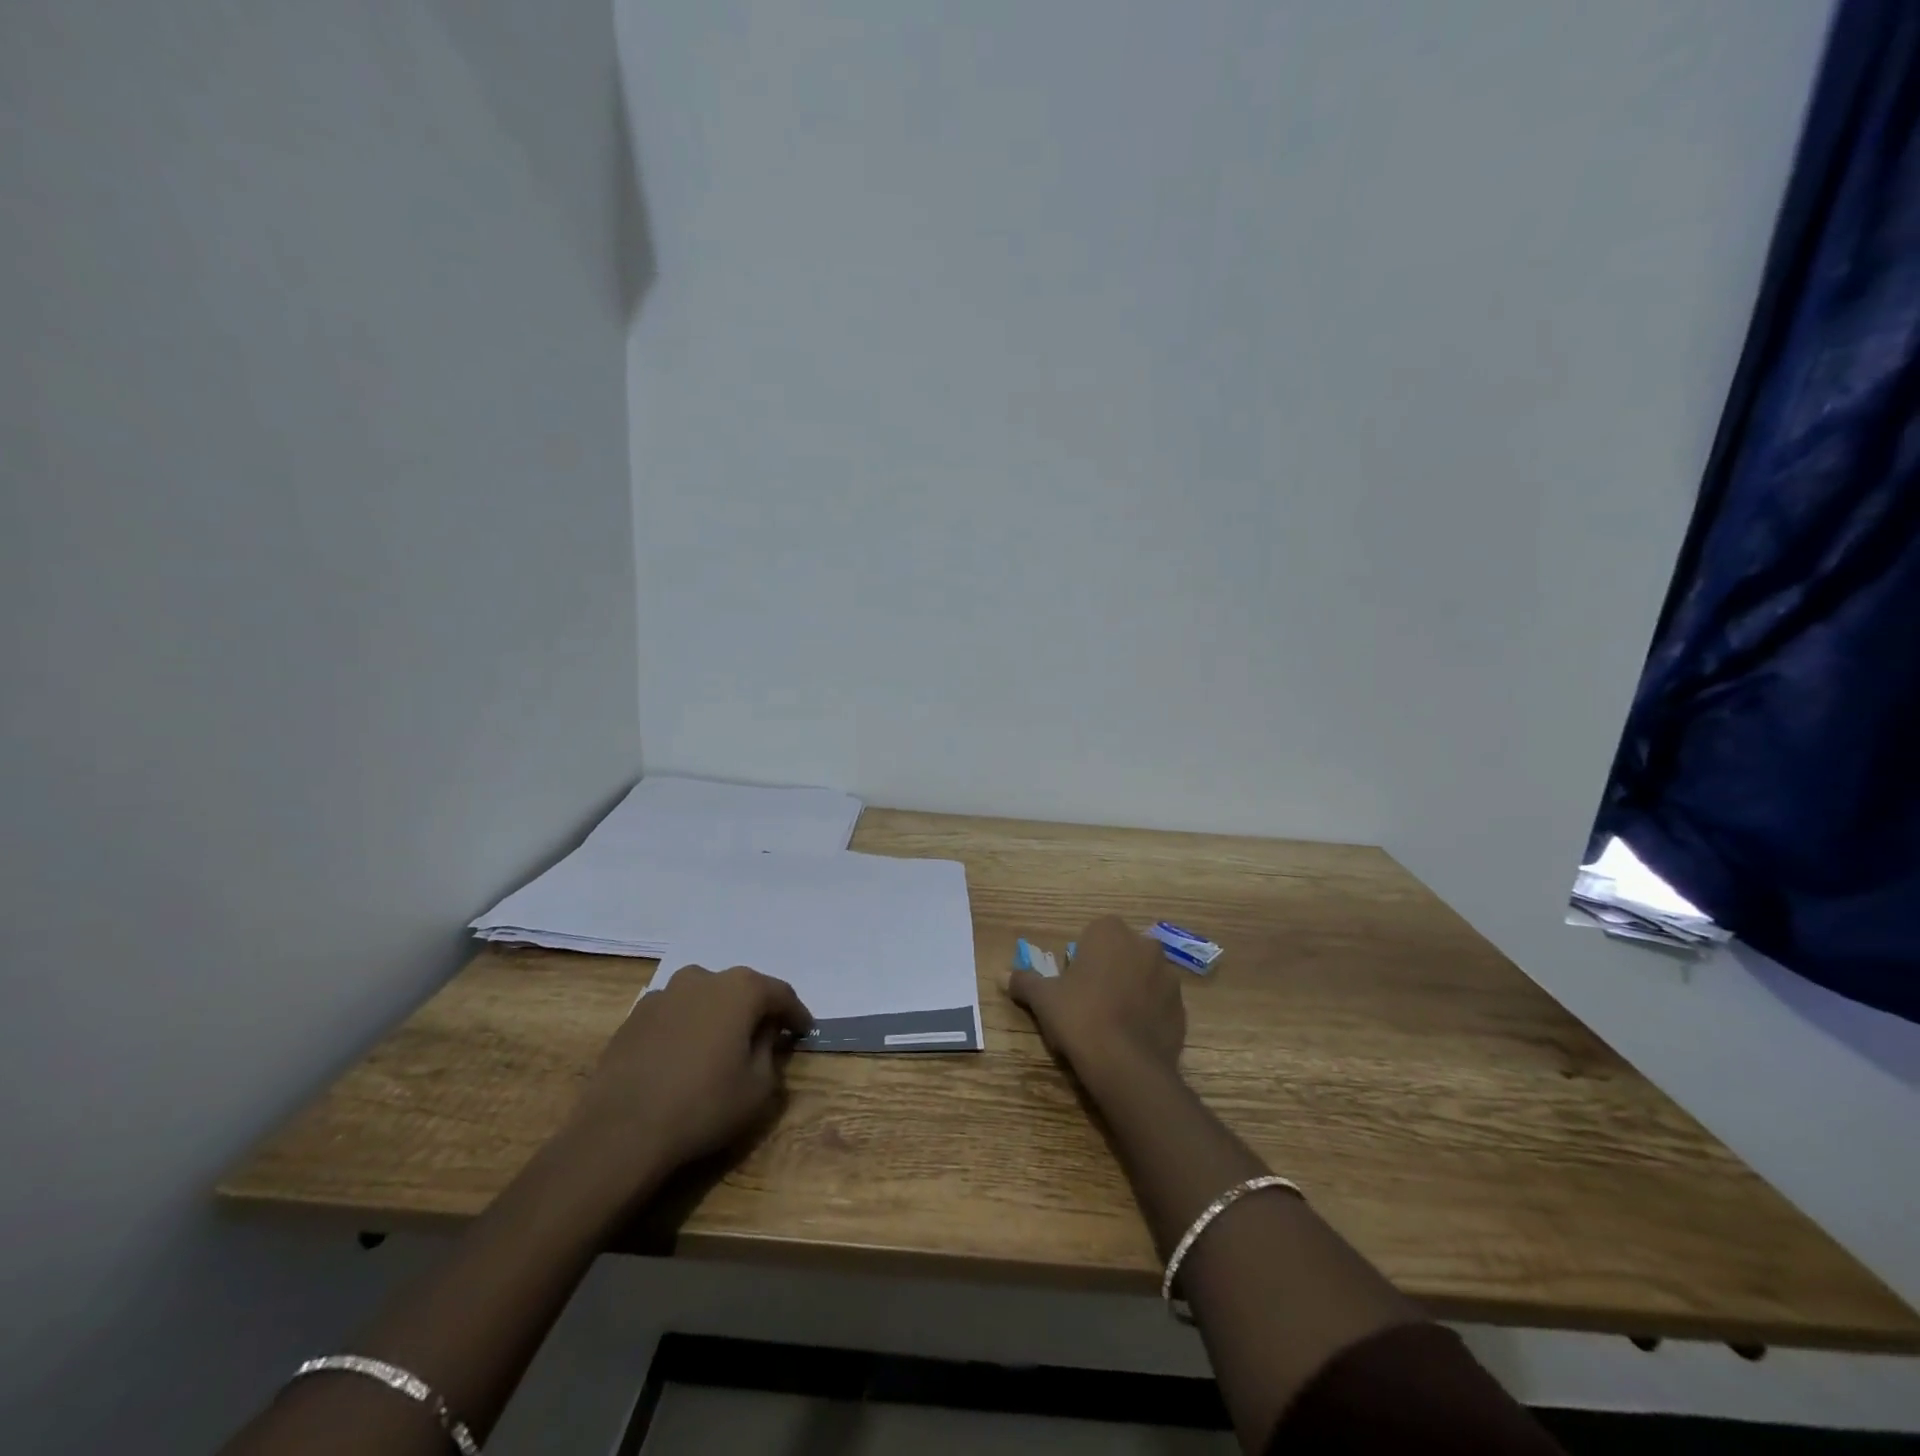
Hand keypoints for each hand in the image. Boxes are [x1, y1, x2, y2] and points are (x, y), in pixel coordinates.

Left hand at [558, 965, 813, 1206]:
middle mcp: (703, 979)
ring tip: (722, 1044)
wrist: (620, 1131)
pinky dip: (687, 1027)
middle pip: (741, 989)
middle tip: (767, 1035)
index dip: (796, 1014)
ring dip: (718, 1015)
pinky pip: (674, 1014)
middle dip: (756, 1010)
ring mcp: (665, 994)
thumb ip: (770, 1052)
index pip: (781, 994)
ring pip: (704, 997)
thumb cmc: (703, 1106)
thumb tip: (765, 1035)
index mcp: (741, 990)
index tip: (805, 1031)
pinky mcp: (634, 1016)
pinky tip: (684, 1055)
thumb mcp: (758, 1089)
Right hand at [1008, 916, 1185, 1082]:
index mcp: (1110, 932)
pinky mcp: (1181, 1008)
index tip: (1071, 982)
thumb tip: (1003, 975)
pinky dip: (1147, 1014)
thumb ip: (1025, 981)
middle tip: (1088, 1001)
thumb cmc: (1080, 1017)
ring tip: (1111, 1022)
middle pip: (1121, 952)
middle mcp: (1144, 945)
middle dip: (1109, 969)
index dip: (1081, 956)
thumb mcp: (1044, 999)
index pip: (1094, 933)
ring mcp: (1168, 976)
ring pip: (1143, 976)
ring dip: (1131, 990)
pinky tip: (1130, 1037)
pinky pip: (1159, 1004)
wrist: (1126, 1065)